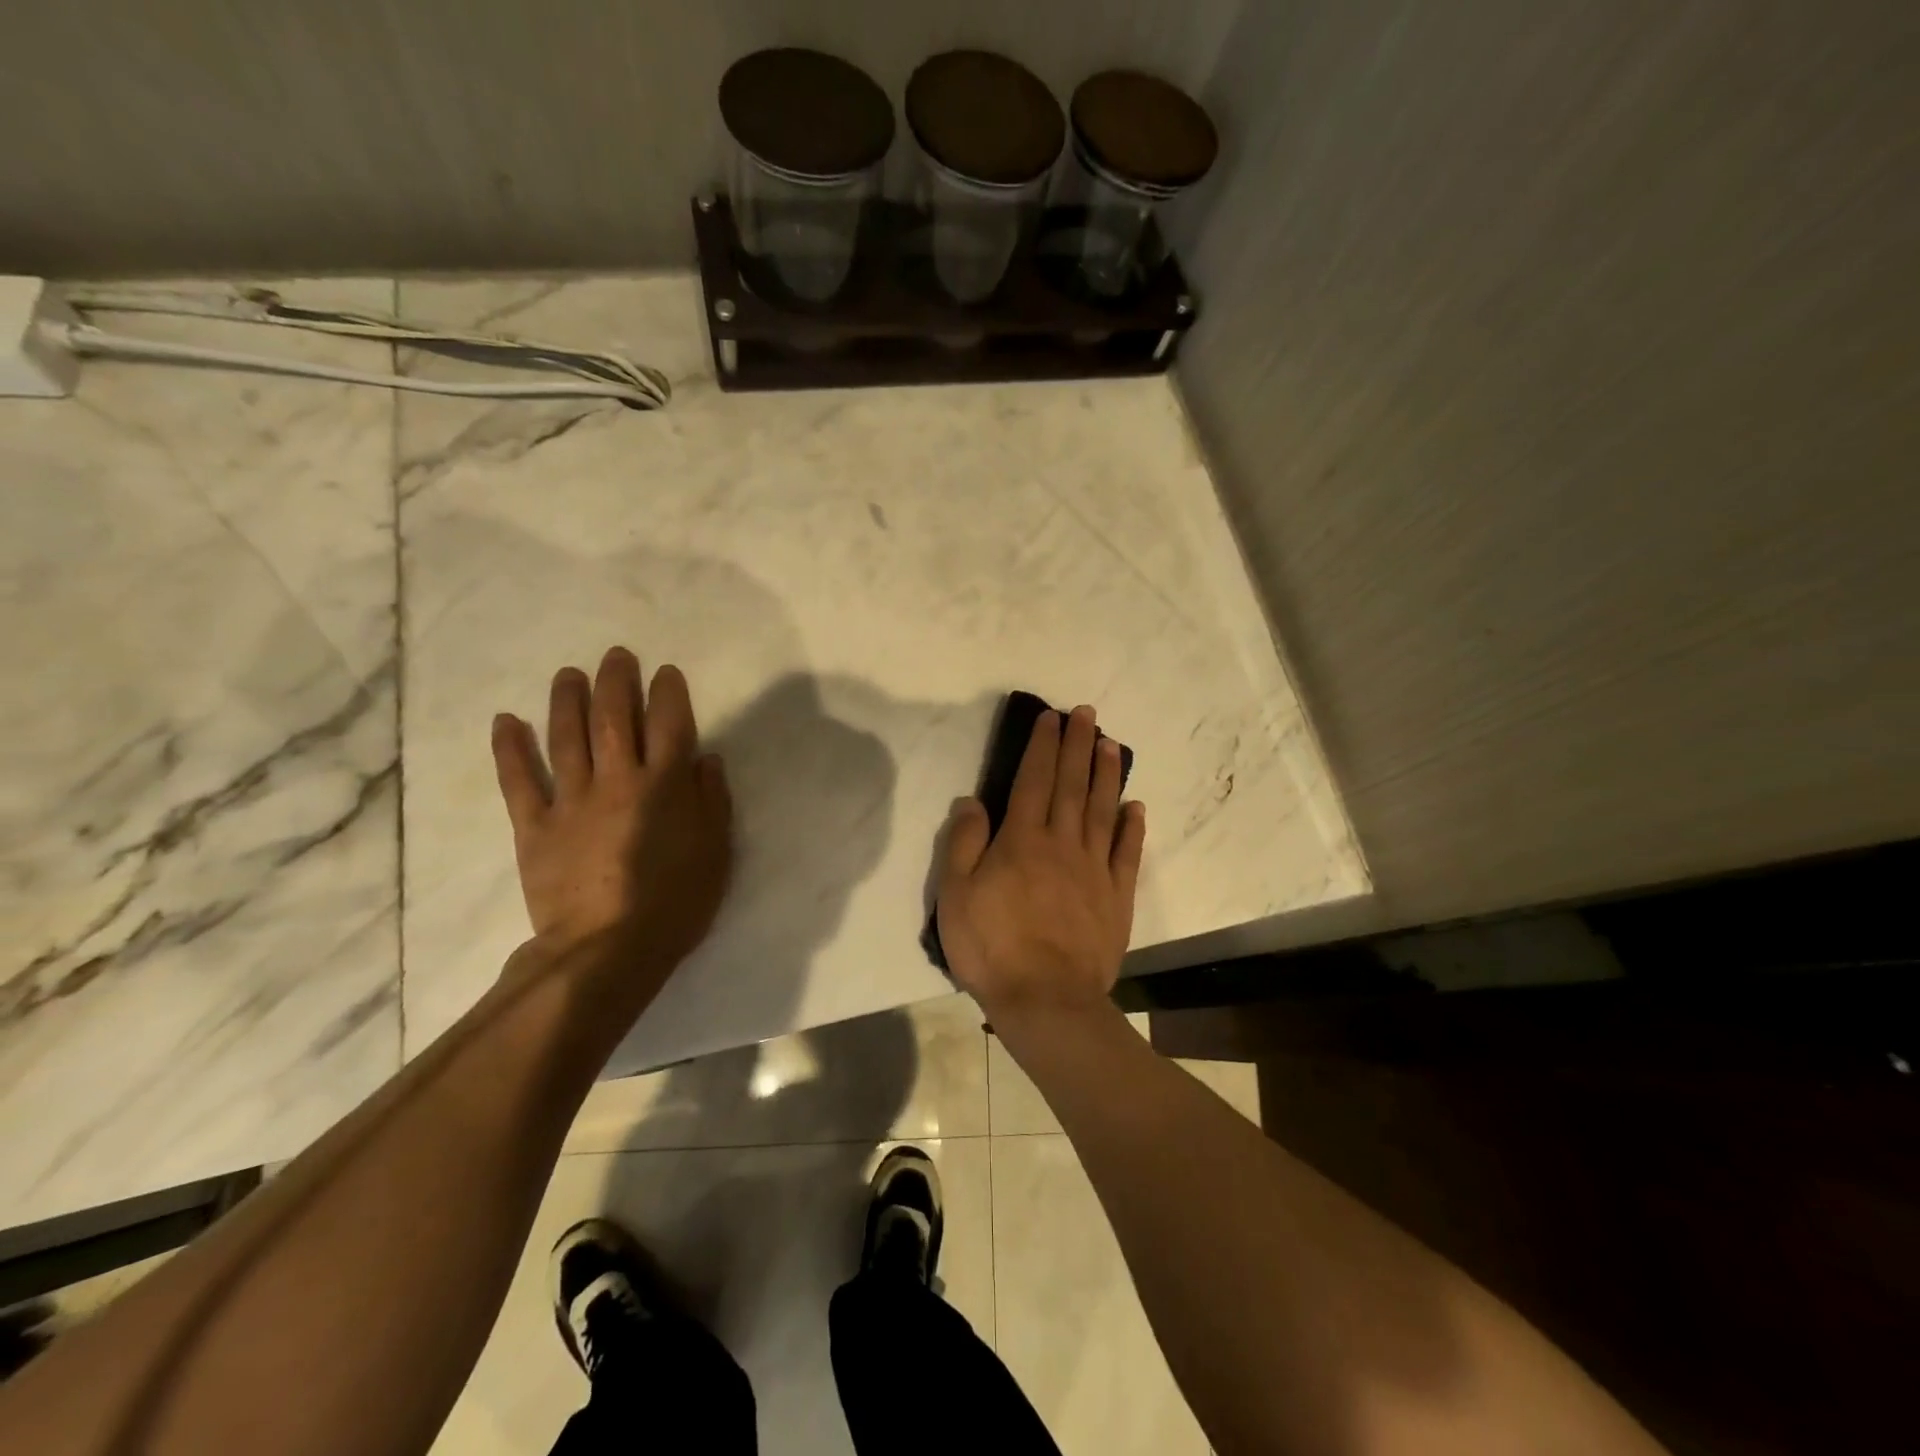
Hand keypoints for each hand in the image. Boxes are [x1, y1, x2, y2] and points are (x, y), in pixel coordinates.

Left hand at [491, 648, 731, 996]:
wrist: (608, 949)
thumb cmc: (675, 902)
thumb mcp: (716, 851)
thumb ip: (711, 800)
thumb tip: (704, 759)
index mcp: (664, 786)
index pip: (669, 724)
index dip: (668, 693)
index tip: (666, 673)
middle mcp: (617, 780)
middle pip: (613, 719)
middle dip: (616, 682)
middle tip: (616, 656)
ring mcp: (571, 801)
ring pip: (566, 738)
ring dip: (566, 700)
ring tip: (568, 673)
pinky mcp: (534, 827)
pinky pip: (519, 781)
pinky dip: (510, 749)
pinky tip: (507, 720)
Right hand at [936, 705, 1145, 1023]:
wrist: (1046, 1000)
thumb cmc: (992, 947)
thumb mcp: (956, 895)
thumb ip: (963, 843)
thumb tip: (972, 800)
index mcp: (1022, 840)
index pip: (1034, 780)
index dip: (1043, 746)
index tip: (1051, 718)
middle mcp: (1062, 844)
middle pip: (1072, 785)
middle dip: (1079, 746)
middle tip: (1088, 714)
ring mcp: (1094, 869)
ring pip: (1102, 810)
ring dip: (1107, 775)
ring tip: (1112, 744)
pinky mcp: (1116, 897)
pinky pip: (1126, 854)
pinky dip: (1132, 828)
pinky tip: (1135, 808)